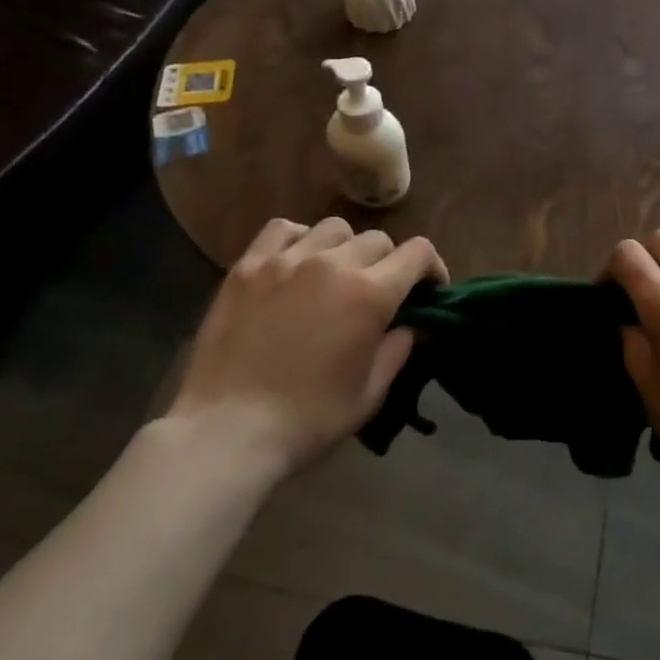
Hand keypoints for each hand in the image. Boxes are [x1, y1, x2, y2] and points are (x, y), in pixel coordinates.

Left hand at [169, 216, 445, 475]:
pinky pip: (282, 229)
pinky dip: (299, 238)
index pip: (418, 252)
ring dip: (345, 247)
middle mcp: (333, 264)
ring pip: (334, 227)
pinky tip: (296, 261)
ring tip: (335, 273)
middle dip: (388, 263)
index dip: (431, 268)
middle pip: (378, 239)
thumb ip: (398, 350)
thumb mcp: (370, 394)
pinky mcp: (248, 267)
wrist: (228, 431)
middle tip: (377, 292)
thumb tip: (412, 325)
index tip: (428, 290)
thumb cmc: (308, 418)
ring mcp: (287, 260)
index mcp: (370, 293)